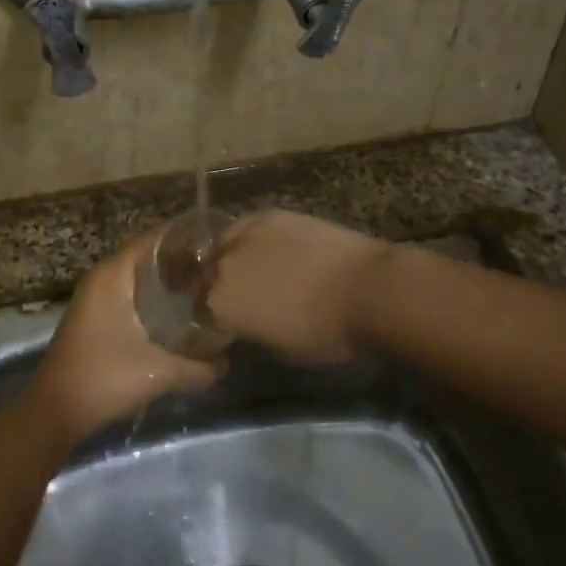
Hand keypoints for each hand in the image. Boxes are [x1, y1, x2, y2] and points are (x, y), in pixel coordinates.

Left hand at [31, 232, 224, 442]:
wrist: (54, 412)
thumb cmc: (104, 379)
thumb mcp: (158, 373)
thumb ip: (199, 367)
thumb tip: (227, 363)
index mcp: (112, 276)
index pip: (153, 239)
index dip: (185, 238)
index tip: (216, 241)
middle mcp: (102, 279)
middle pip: (147, 257)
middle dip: (181, 260)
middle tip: (217, 267)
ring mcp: (95, 299)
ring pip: (138, 278)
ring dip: (167, 281)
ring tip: (204, 287)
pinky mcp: (95, 319)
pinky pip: (130, 295)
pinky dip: (154, 297)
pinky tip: (178, 313)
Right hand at [207, 210, 389, 364]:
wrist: (366, 289)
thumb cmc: (327, 333)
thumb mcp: (281, 349)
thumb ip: (253, 332)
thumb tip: (248, 324)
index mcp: (220, 305)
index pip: (199, 309)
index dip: (209, 315)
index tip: (223, 321)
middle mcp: (223, 267)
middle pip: (206, 273)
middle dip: (214, 283)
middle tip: (234, 293)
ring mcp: (246, 235)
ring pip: (222, 244)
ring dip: (228, 255)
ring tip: (246, 264)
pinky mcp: (271, 216)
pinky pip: (247, 226)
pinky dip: (250, 237)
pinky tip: (266, 245)